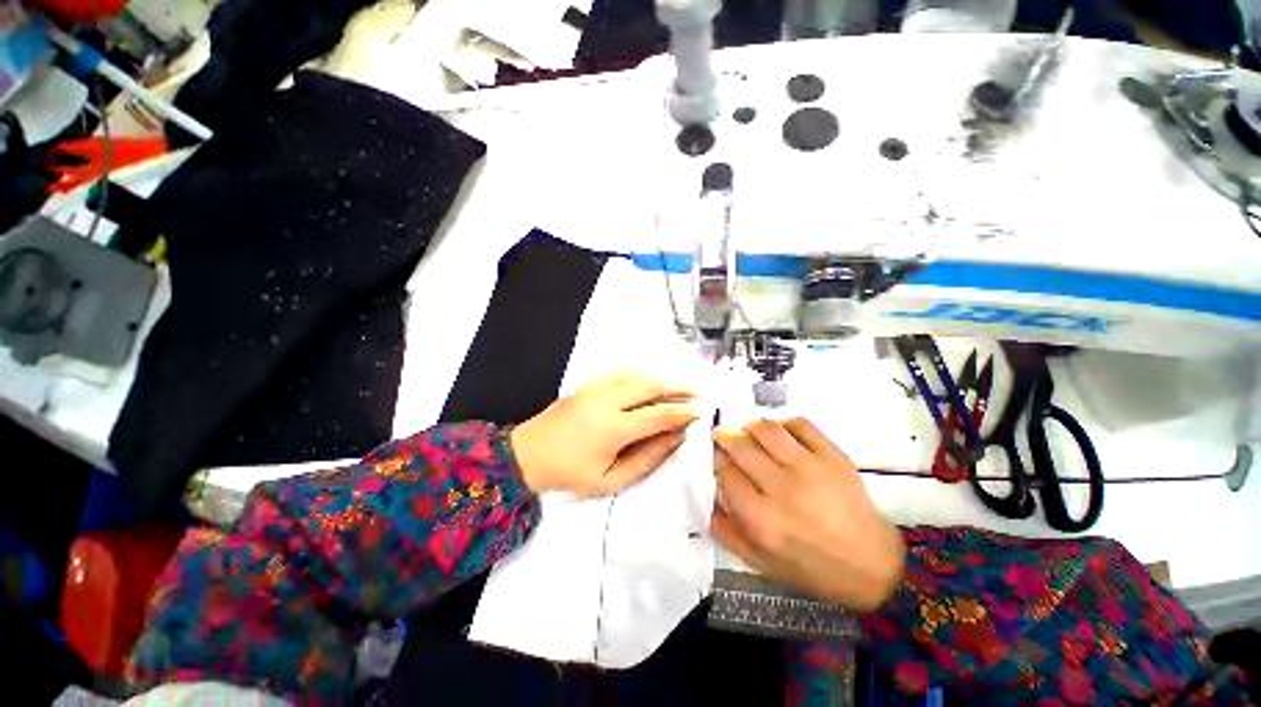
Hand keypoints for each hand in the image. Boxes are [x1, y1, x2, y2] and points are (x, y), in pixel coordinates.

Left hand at [511, 371, 699, 496]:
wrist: (529, 454)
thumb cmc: (570, 473)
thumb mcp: (610, 480)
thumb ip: (647, 459)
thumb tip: (675, 439)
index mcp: (614, 428)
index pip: (659, 414)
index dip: (683, 412)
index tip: (700, 411)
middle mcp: (607, 400)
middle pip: (651, 386)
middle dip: (678, 388)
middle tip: (697, 392)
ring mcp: (596, 387)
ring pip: (637, 374)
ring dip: (661, 378)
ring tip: (678, 386)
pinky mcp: (588, 383)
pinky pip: (620, 370)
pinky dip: (639, 373)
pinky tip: (649, 379)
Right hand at [712, 419, 904, 611]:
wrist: (874, 567)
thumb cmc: (812, 568)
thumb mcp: (760, 563)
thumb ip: (726, 530)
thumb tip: (706, 497)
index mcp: (761, 519)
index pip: (725, 473)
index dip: (714, 458)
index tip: (713, 455)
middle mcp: (782, 489)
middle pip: (740, 446)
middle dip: (723, 436)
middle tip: (720, 436)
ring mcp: (810, 469)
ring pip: (766, 429)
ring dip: (748, 425)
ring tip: (746, 431)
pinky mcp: (833, 457)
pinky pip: (800, 424)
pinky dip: (782, 423)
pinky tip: (778, 434)